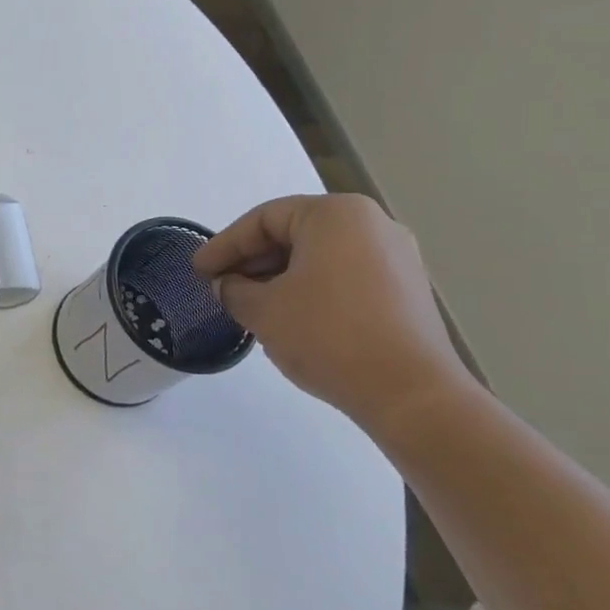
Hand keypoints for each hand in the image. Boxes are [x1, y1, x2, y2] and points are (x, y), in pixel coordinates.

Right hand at [192, 194, 476, 426]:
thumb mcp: (263, 309)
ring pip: (319, 256)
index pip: (263, 219)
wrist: (410, 394)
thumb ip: (234, 289)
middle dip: (252, 261)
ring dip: (279, 277)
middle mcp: (372, 224)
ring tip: (250, 305)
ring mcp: (396, 257)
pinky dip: (311, 289)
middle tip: (221, 287)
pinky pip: (344, 276)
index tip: (198, 271)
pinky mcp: (406, 291)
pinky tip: (289, 317)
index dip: (224, 245)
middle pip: (294, 233)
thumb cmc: (328, 335)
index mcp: (336, 214)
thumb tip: (228, 286)